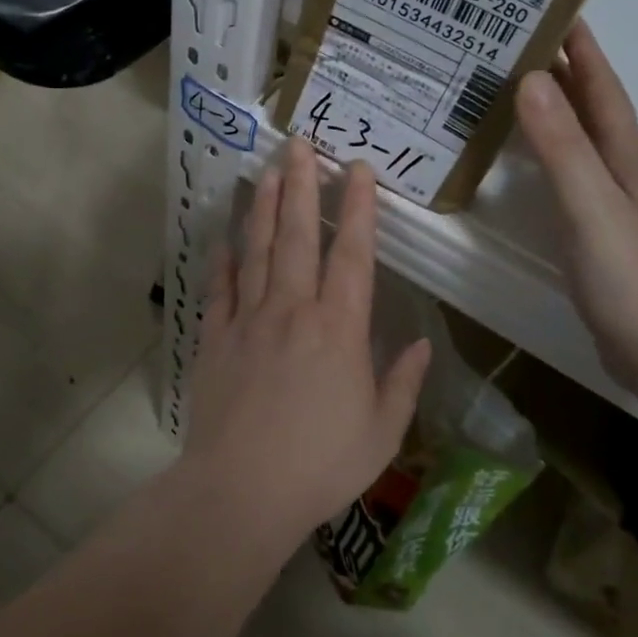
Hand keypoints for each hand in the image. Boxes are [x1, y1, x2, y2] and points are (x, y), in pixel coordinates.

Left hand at [182, 138, 431, 541]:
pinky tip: (226, 237)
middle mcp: (293, 310)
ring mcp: (249, 319)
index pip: (354, 254)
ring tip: (268, 171)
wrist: (240, 491)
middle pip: (300, 236)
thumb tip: (422, 345)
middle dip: (302, 186)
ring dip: (265, 208)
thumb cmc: (320, 465)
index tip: (357, 170)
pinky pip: (220, 288)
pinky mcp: (215, 338)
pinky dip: (223, 260)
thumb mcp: (381, 433)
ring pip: (259, 250)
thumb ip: (402, 384)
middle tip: (300, 145)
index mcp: (340, 329)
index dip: (358, 209)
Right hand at [514, 22, 637, 388]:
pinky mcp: (611, 233)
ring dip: (562, 112)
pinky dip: (557, 153)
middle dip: (567, 73)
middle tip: (520, 45)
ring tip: (521, 93)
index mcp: (630, 157)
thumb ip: (561, 145)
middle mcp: (631, 171)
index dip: (583, 51)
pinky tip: (537, 164)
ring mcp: (624, 204)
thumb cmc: (630, 276)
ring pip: (588, 141)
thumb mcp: (589, 204)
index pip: (604, 89)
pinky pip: (579, 173)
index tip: (557, 10)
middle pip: (597, 109)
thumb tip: (531, 80)